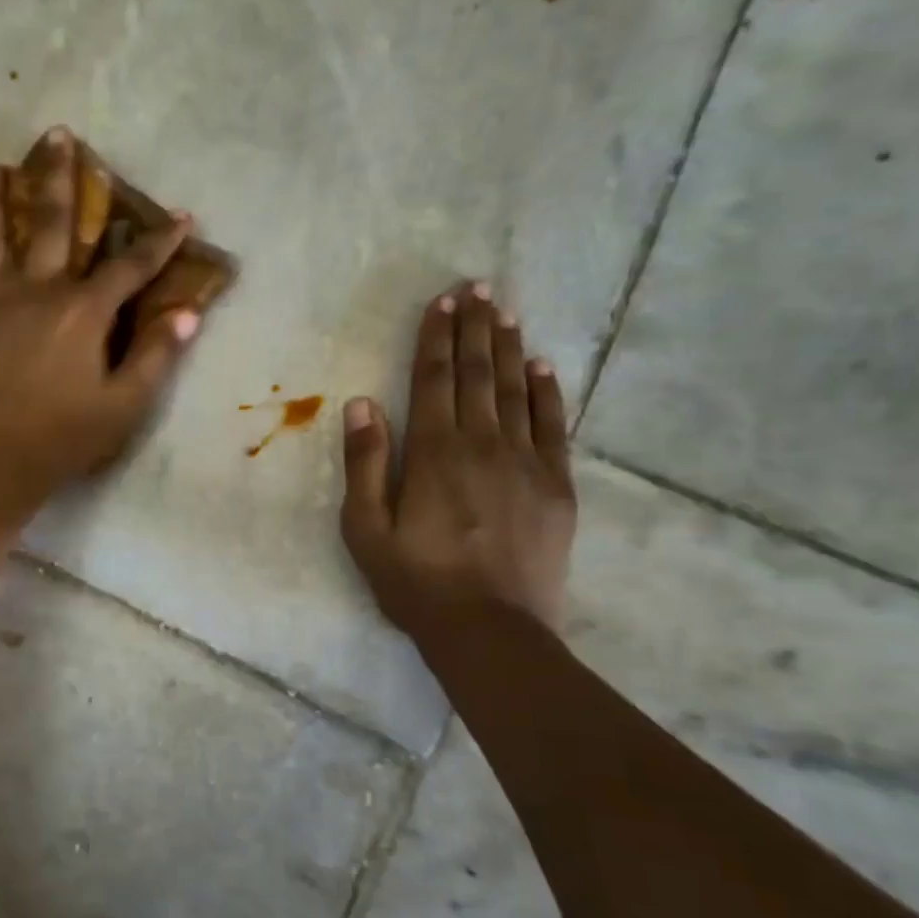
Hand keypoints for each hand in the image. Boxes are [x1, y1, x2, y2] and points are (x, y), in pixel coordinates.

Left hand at [0, 129, 200, 528]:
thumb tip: (186, 313)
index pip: (130, 267)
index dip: (160, 242)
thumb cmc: (66, 435)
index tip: (182, 216)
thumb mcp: (125, 404)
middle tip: (58, 134)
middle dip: (61, 178)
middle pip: (53, 224)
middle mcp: (38, 291)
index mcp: (82, 312)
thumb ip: (156, 355)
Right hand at [339, 281, 576, 636]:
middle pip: (477, 375)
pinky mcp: (556, 486)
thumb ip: (365, 463)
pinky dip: (548, 392)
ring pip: (515, 391)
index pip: (434, 381)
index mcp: (433, 453)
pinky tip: (542, 366)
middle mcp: (482, 444)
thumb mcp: (365, 529)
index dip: (436, 338)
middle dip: (476, 329)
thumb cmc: (415, 581)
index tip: (442, 302)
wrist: (490, 630)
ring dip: (508, 348)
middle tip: (479, 287)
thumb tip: (362, 402)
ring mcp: (525, 463)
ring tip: (506, 311)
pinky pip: (554, 426)